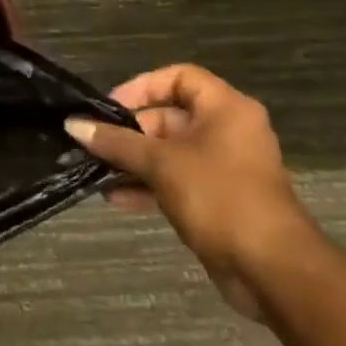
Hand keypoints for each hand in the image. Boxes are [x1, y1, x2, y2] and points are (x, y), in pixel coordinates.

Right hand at [65, 65, 320, 319]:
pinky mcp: (216, 199)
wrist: (271, 268)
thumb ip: (116, 142)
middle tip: (94, 144)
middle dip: (129, 131)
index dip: (142, 87)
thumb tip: (74, 125)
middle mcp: (227, 132)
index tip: (110, 107)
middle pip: (169, 117)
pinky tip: (114, 198)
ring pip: (168, 152)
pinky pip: (174, 180)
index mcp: (226, 110)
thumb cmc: (219, 198)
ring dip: (132, 161)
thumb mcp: (161, 164)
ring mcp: (222, 167)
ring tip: (95, 171)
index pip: (179, 77)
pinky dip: (146, 185)